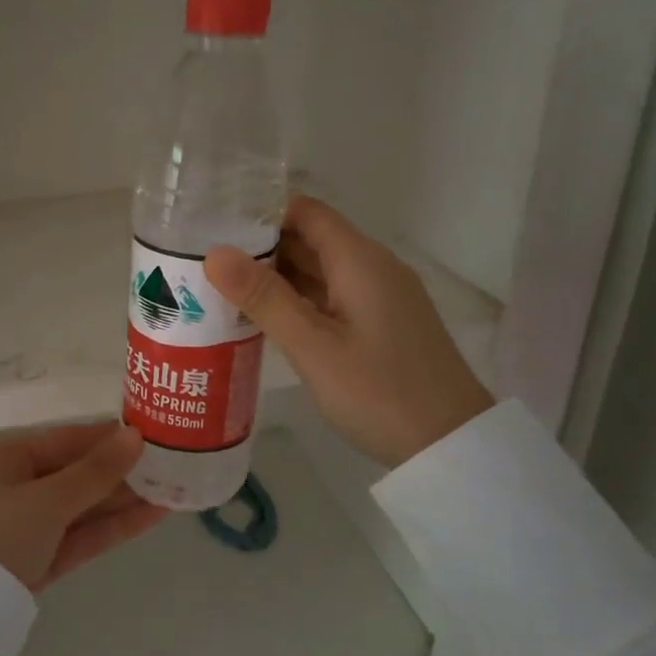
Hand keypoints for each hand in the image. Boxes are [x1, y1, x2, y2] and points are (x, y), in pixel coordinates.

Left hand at [0, 423, 168, 591]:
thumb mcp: (47, 499)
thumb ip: (95, 471)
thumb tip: (135, 437)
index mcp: (0, 457)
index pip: (63, 440)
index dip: (107, 437)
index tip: (150, 434)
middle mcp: (8, 486)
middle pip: (73, 473)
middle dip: (120, 472)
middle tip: (171, 465)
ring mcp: (21, 527)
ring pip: (78, 507)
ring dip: (122, 501)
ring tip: (173, 489)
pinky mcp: (33, 561)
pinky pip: (75, 536)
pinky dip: (109, 528)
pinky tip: (151, 517)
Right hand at [206, 195, 494, 467]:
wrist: (451, 444)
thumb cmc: (379, 392)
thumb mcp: (313, 346)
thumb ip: (264, 297)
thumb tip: (215, 253)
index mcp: (359, 260)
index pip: (306, 211)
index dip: (261, 212)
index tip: (214, 224)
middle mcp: (373, 267)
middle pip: (312, 239)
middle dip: (261, 246)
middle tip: (204, 260)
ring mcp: (381, 297)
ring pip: (320, 271)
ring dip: (277, 277)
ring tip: (222, 287)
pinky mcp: (382, 324)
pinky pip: (332, 297)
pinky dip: (298, 301)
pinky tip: (266, 319)